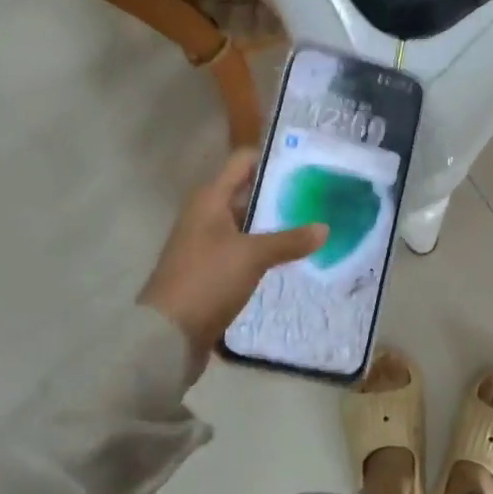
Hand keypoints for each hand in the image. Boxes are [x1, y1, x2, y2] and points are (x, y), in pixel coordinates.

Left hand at [138, 149, 327, 358]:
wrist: (167, 334)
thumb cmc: (207, 280)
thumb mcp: (253, 256)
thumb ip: (289, 240)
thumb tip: (325, 228)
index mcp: (209, 198)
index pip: (242, 162)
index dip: (271, 159)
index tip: (305, 163)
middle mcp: (205, 214)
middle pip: (246, 192)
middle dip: (280, 194)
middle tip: (318, 197)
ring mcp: (206, 243)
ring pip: (246, 223)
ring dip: (274, 224)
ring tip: (312, 225)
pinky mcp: (210, 269)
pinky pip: (242, 249)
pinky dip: (264, 249)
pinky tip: (290, 257)